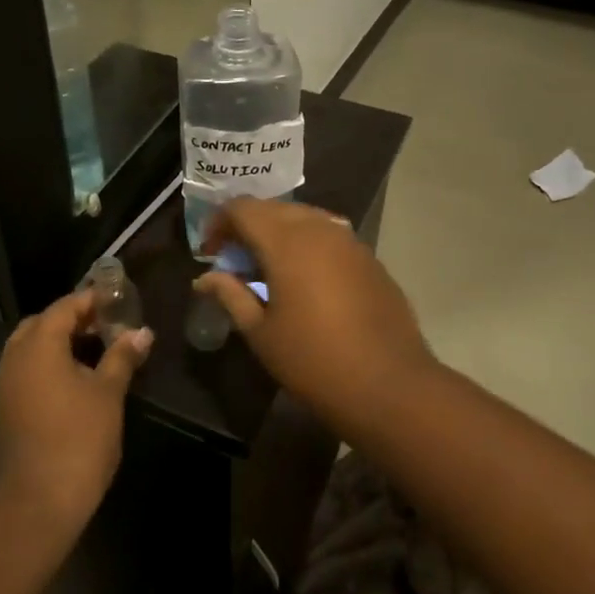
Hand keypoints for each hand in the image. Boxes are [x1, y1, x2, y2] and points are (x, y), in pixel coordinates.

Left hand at [0, 289, 152, 538]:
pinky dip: (50, 365)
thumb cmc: (77, 439)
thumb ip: (122, 357)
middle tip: (108, 326)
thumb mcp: (108, 393)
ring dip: (62, 344)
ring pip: (32, 349)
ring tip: (98, 352)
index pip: (65, 306)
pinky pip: (27, 371)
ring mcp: (5, 385)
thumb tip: (141, 333)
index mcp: (38, 345)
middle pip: (43, 324)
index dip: (92, 300)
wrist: (35, 502)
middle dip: (75, 320)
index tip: (119, 301)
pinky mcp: (5, 409)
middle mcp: (14, 357)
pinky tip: (78, 381)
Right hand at [195, 199, 433, 408]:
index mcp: (286, 241)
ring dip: (279, 233)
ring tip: (268, 268)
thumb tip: (204, 279)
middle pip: (273, 208)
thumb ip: (231, 295)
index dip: (219, 223)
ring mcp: (350, 241)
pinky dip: (307, 245)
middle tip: (235, 261)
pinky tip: (305, 279)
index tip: (209, 252)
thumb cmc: (313, 361)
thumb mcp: (261, 332)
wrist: (389, 385)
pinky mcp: (369, 258)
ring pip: (304, 218)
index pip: (242, 208)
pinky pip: (329, 236)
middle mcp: (319, 228)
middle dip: (248, 226)